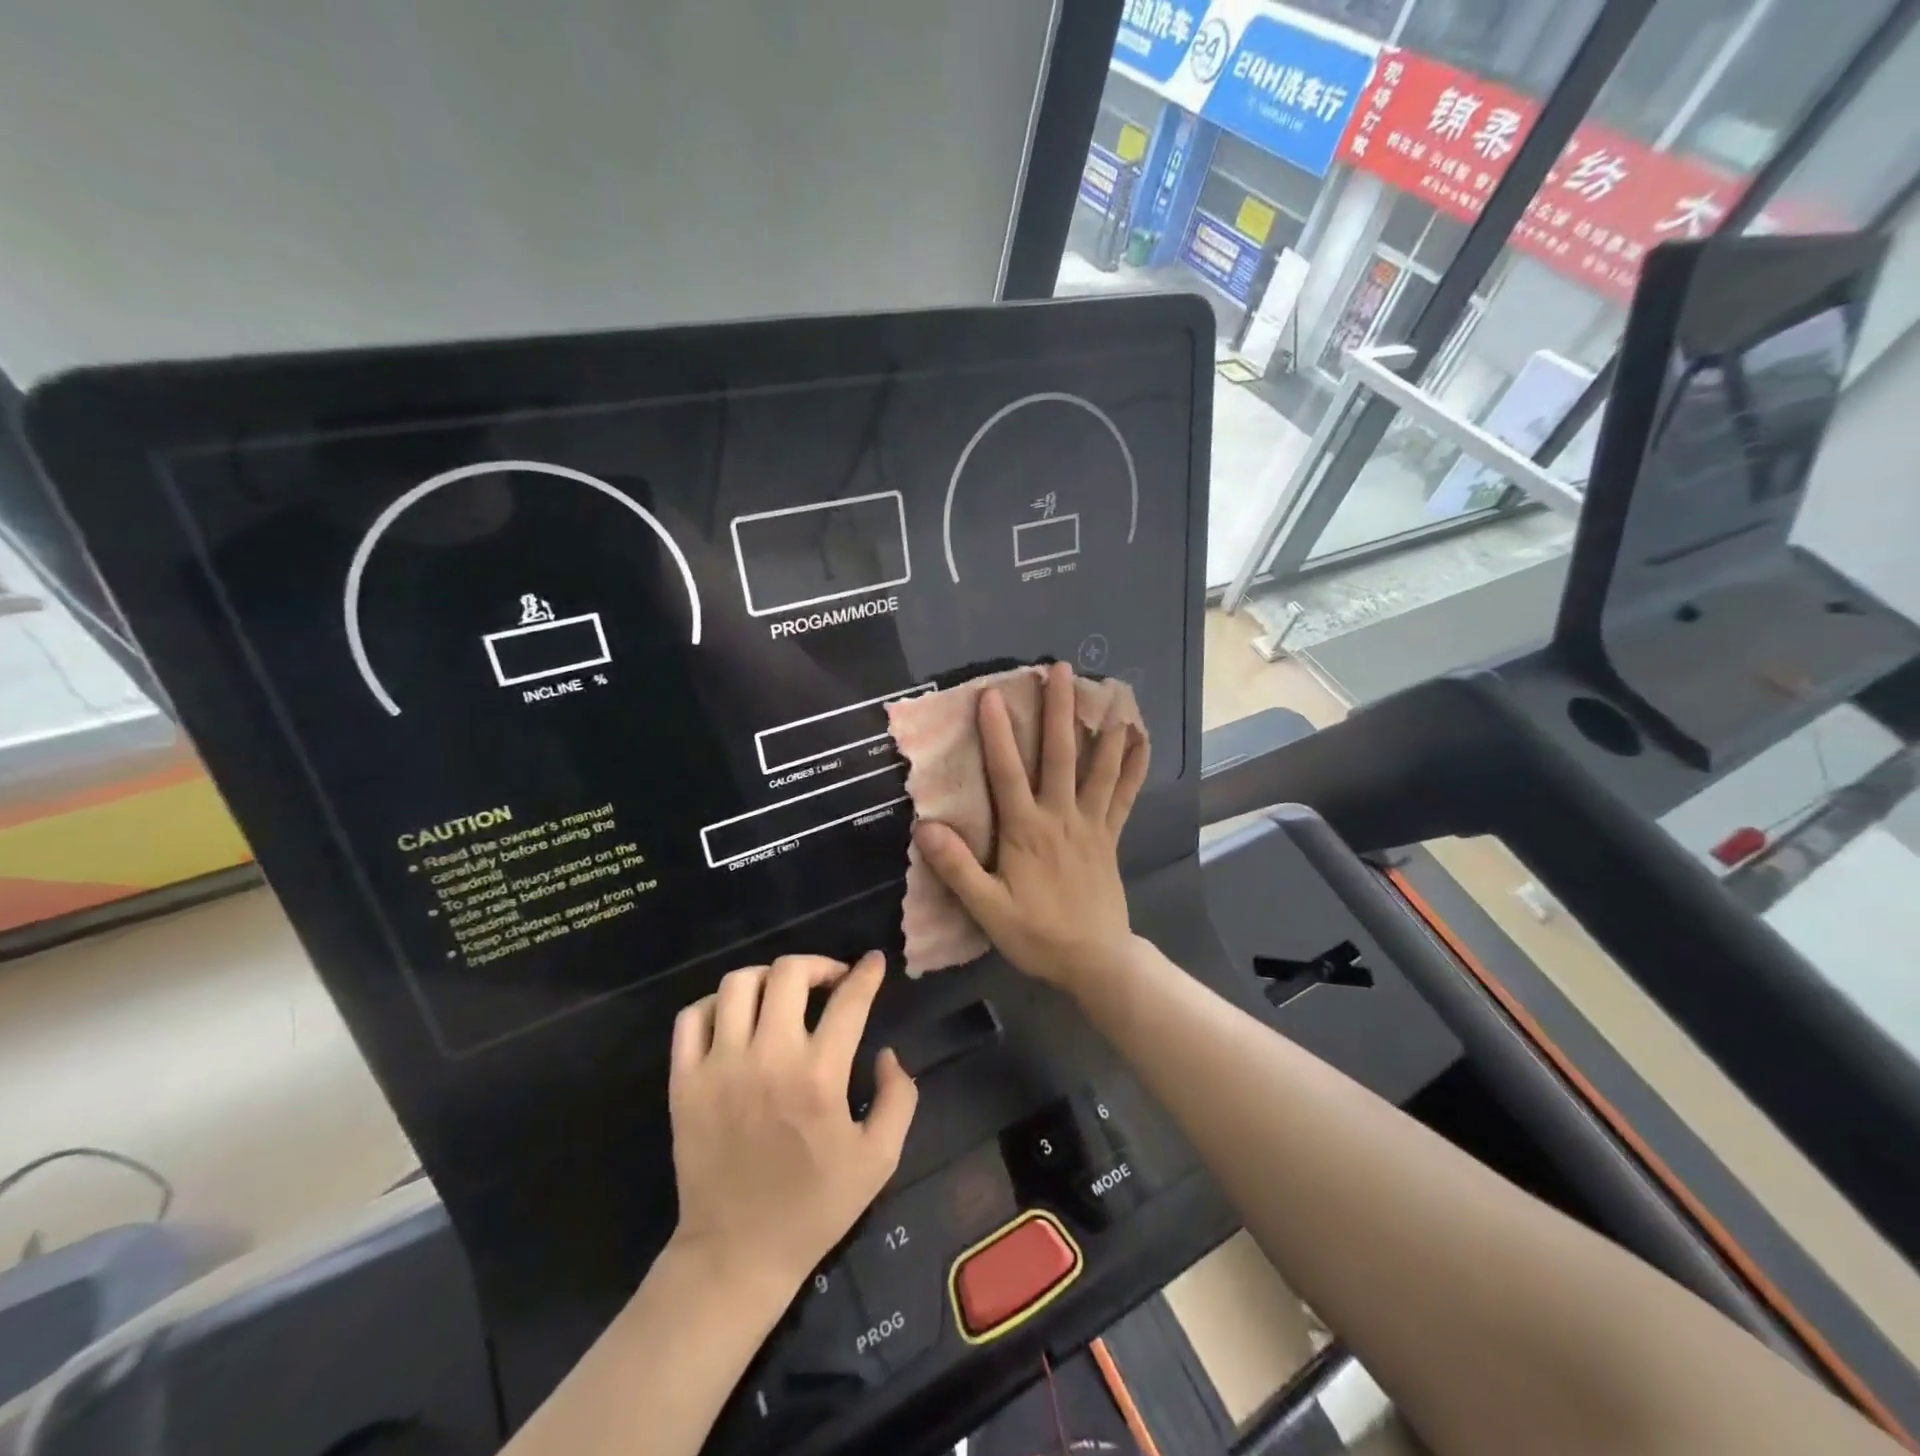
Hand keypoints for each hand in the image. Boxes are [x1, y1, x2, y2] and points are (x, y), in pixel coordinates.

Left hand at [668, 951, 917, 1299]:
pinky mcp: (684, 1081)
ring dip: (769, 978)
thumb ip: (897, 1097)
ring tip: (783, 995)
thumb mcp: (879, 1159)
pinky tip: (735, 1017)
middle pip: (789, 973)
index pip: (848, 1000)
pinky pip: (692, 1016)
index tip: (873, 962)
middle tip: (830, 981)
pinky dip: (716, 1003)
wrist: (737, 1253)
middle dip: (818, 965)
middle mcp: (768, 1059)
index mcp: (819, 1077)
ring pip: (739, 984)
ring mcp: (719, 1067)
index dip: (867, 973)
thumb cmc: (815, 1207)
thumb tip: (886, 1053)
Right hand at [914, 661, 1148, 994]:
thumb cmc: (1037, 934)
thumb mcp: (988, 909)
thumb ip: (958, 868)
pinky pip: (1126, 794)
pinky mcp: (1111, 835)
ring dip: (1103, 727)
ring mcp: (1092, 823)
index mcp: (1027, 830)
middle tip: (1059, 669)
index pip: (1007, 772)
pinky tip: (1142, 739)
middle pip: (1060, 755)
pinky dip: (1134, 765)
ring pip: (1099, 767)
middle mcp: (1061, 816)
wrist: (1094, 960)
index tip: (991, 694)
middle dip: (1058, 710)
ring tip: (1110, 691)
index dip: (996, 733)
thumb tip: (925, 827)